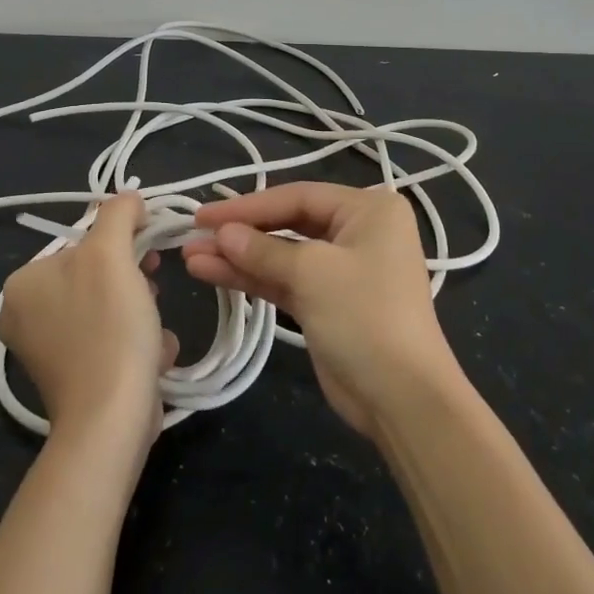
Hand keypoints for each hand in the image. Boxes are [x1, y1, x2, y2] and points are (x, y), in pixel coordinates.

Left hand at [0, 194, 178, 443]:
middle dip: (135, 283)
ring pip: (111, 307)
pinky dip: (136, 343)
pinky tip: (150, 356)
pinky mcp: (72, 377)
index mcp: (23, 282)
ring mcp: (47, 350)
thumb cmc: (109, 328)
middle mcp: (25, 314)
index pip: (83, 242)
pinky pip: (111, 340)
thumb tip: (129, 197)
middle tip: (152, 296)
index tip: (152, 258)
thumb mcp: (113, 255)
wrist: (111, 419)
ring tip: (153, 333)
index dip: (124, 243)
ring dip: (143, 314)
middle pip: (98, 275)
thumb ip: (118, 215)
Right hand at [182, 183, 463, 439]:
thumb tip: (222, 233)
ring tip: (191, 257)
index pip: (299, 196)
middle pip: (289, 222)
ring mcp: (342, 269)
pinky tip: (212, 273)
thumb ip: (263, 250)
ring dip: (239, 257)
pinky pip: (285, 280)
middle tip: (193, 234)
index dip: (248, 205)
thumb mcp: (312, 274)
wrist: (402, 397)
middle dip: (241, 232)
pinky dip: (252, 278)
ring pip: (282, 254)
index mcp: (369, 209)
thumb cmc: (365, 316)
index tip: (204, 215)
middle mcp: (358, 231)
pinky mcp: (327, 303)